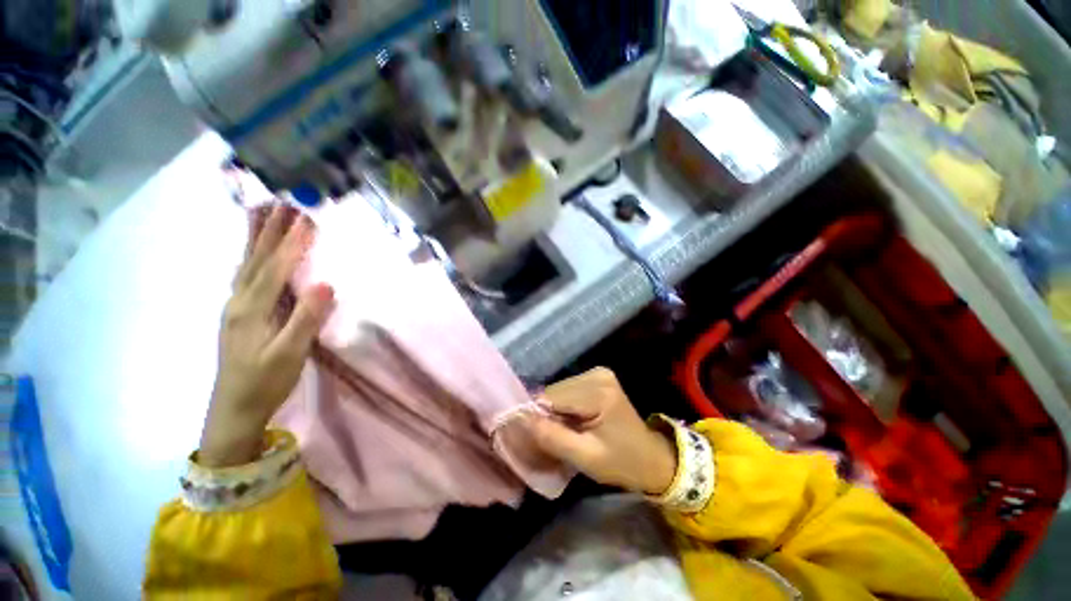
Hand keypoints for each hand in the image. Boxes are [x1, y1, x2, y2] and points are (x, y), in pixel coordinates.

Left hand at [199, 205, 334, 467]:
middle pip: (256, 259)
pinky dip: (249, 256)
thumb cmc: (265, 382)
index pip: (275, 268)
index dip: (291, 244)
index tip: (306, 219)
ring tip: (261, 212)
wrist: (233, 410)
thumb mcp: (290, 355)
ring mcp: (235, 307)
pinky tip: (252, 251)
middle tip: (283, 203)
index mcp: (253, 310)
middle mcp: (239, 301)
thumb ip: (305, 319)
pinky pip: (243, 276)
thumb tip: (325, 284)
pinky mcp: (237, 314)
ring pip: (246, 264)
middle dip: (270, 230)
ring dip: (256, 237)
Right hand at [527, 368, 676, 495]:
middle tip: (558, 438)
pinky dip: (565, 406)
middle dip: (549, 414)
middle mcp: (597, 374)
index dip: (539, 417)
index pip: (551, 397)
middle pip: (554, 391)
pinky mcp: (597, 376)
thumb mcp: (585, 458)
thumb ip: (551, 437)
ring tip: (569, 430)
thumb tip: (519, 419)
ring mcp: (598, 373)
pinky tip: (575, 420)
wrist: (651, 457)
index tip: (539, 438)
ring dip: (556, 410)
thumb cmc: (621, 462)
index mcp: (599, 392)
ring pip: (558, 390)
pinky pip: (567, 389)